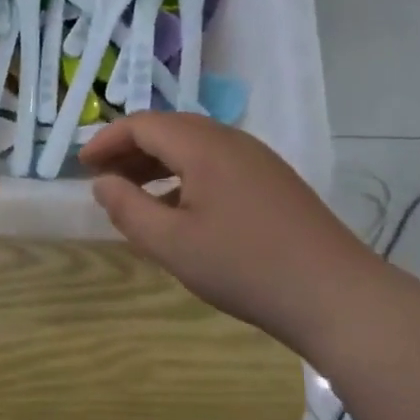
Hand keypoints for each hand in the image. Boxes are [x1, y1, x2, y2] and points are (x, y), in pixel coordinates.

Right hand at [80, 113, 376, 348]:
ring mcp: (257, 159)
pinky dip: (185, 174)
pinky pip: (217, 162)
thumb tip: (102, 183)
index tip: (82, 165)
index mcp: (203, 145)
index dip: (107, 140)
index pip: (143, 124)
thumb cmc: (245, 267)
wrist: (337, 295)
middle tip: (102, 177)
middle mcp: (230, 140)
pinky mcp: (273, 181)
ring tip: (134, 192)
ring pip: (194, 145)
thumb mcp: (173, 244)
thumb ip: (129, 209)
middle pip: (169, 129)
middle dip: (130, 148)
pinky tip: (180, 208)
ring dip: (158, 162)